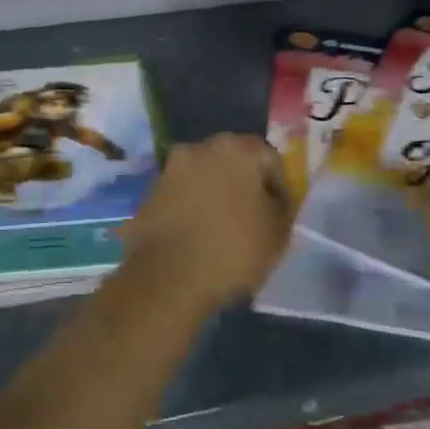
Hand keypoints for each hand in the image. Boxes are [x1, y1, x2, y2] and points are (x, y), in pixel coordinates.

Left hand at [126, 135, 291, 309]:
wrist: (168, 279)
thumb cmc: (233, 250)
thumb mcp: (279, 231)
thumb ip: (282, 204)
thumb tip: (272, 197)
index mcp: (235, 148)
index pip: (269, 158)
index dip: (278, 187)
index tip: (278, 214)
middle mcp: (197, 149)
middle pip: (231, 162)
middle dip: (243, 185)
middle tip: (250, 219)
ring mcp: (168, 170)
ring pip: (202, 178)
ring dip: (213, 195)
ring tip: (220, 230)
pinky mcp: (147, 194)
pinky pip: (180, 196)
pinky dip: (190, 209)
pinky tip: (196, 236)